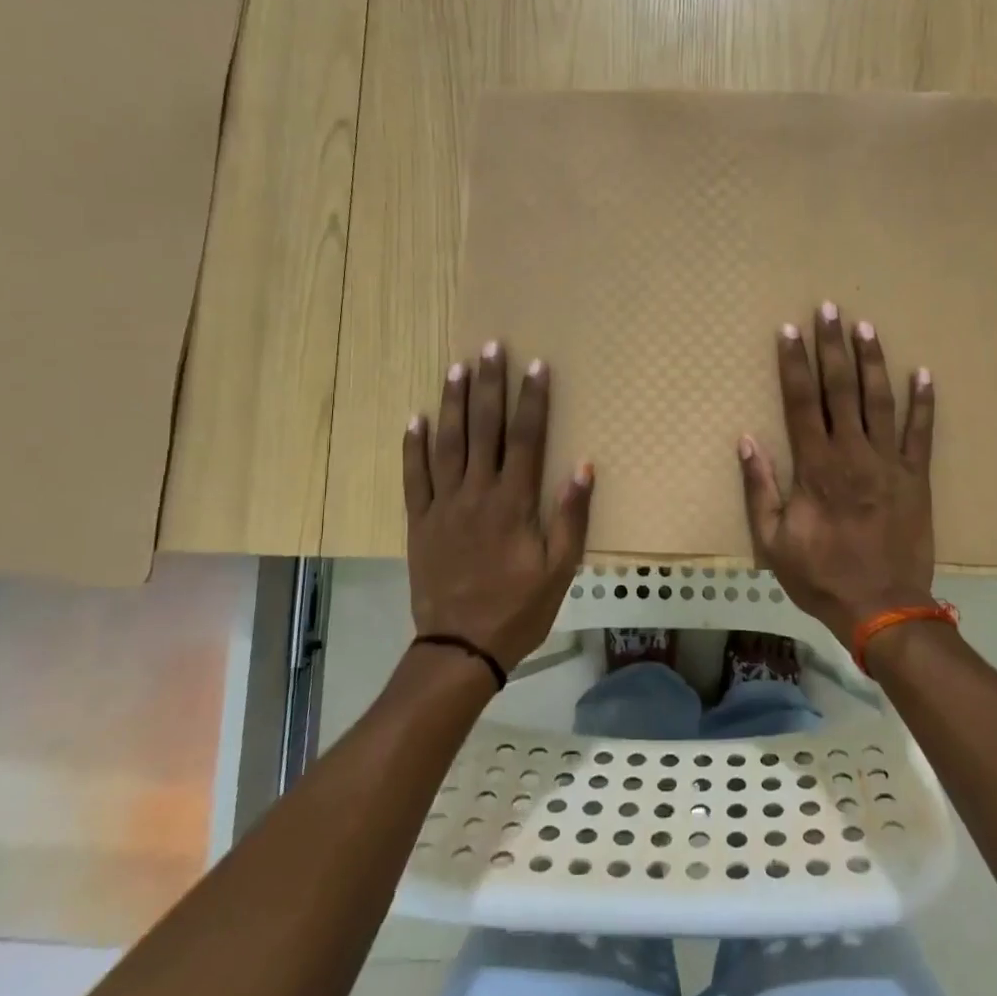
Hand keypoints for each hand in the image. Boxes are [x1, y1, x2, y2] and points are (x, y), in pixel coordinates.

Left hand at [404, 342, 593, 672]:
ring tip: (457, 367)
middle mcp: (477, 494)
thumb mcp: (560, 569)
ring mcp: (443, 506)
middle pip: (484, 429)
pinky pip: (413, 477)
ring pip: (447, 444)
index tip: (536, 366)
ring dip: (453, 403)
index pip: (526, 439)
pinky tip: (415, 418)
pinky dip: (413, 446)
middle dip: (489, 385)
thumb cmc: (519, 608)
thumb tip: (583, 466)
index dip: (532, 400)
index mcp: (514, 503)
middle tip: (492, 347)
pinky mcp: (419, 522)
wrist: (461, 647)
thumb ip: (571, 516)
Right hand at [738, 302, 936, 645]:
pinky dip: (923, 402)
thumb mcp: (772, 541)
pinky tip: (923, 373)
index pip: (801, 402)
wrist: (882, 607)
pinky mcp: (917, 477)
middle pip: (841, 389)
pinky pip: (921, 432)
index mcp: (815, 467)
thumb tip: (746, 440)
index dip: (794, 364)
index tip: (789, 330)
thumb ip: (759, 488)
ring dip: (872, 361)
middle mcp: (852, 453)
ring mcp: (889, 462)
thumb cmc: (821, 575)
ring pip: (879, 401)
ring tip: (866, 327)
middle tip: (829, 308)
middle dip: (832, 346)